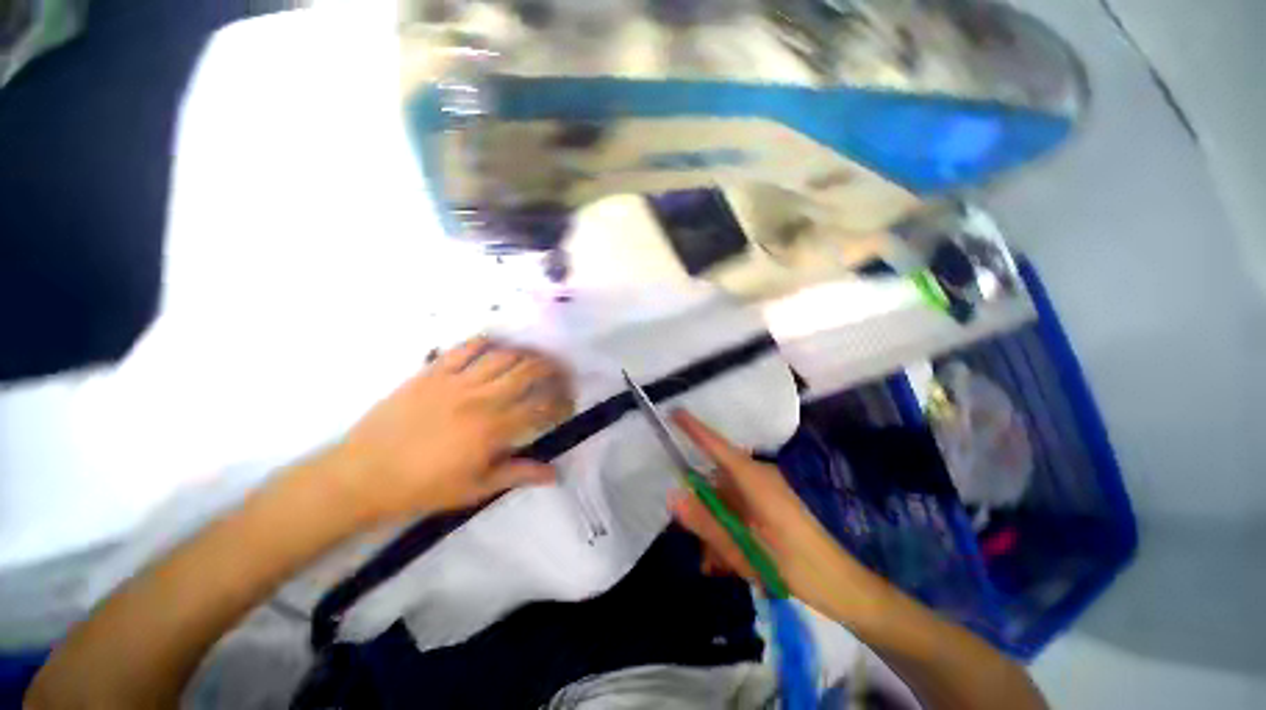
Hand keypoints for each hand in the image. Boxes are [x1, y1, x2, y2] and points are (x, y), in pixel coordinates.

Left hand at [329, 337, 574, 522]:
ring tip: (534, 360)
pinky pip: (465, 348)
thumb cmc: (423, 487)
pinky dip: (486, 343)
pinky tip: (496, 347)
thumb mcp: (475, 488)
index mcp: (493, 428)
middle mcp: (482, 398)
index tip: (567, 405)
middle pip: (528, 371)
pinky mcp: (433, 372)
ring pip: (503, 356)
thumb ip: (517, 474)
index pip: (542, 406)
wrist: (363, 475)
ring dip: (526, 355)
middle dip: (552, 369)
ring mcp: (456, 381)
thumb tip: (554, 473)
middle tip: (560, 373)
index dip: (561, 402)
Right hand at [668, 411, 874, 620]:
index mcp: (755, 479)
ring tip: (720, 564)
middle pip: (717, 480)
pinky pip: (740, 506)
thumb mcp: (745, 551)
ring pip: (728, 497)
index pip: (717, 446)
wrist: (842, 585)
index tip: (674, 412)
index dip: (694, 429)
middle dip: (704, 509)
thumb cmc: (796, 566)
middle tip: (703, 549)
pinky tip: (733, 559)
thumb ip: (707, 522)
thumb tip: (674, 496)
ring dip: (718, 525)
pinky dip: (731, 527)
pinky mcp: (771, 500)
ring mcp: (767, 487)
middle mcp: (759, 476)